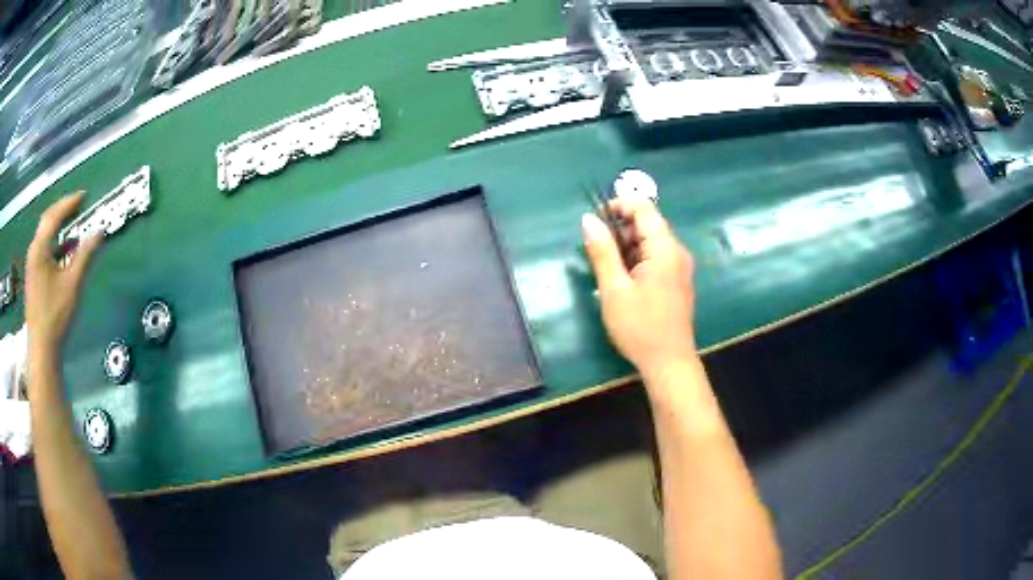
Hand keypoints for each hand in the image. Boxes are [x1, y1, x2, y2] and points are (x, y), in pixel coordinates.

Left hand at [25, 194, 101, 351]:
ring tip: (73, 224)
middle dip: (62, 210)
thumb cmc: (55, 315)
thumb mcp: (73, 284)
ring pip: (45, 236)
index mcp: (40, 248)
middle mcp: (34, 251)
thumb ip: (86, 255)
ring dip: (59, 227)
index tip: (84, 195)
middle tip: (77, 204)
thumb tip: (100, 232)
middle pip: (47, 221)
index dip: (69, 203)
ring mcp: (32, 266)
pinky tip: (65, 251)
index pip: (55, 215)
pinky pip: (44, 251)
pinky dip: (55, 244)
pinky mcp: (34, 278)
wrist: (42, 349)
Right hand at [582, 200, 697, 380]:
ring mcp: (680, 267)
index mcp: (665, 249)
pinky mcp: (677, 281)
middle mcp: (677, 252)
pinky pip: (656, 258)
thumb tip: (588, 219)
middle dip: (620, 229)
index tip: (595, 221)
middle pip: (648, 224)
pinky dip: (637, 260)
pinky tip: (622, 280)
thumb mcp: (614, 289)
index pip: (644, 208)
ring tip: (606, 269)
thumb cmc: (640, 328)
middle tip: (596, 251)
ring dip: (626, 246)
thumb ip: (602, 251)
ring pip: (650, 242)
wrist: (669, 364)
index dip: (619, 205)